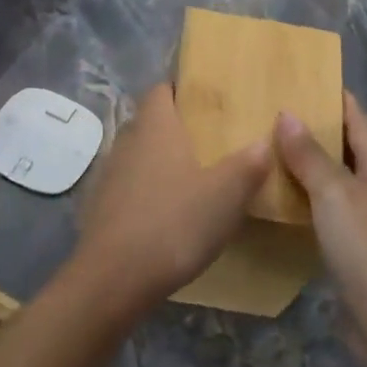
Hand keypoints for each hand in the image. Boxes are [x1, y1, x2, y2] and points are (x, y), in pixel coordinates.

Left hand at [70, 84, 271, 308]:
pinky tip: (170, 214)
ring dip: (163, 162)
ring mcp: (110, 175)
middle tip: (213, 141)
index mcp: (155, 127)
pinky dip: (150, 192)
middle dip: (178, 128)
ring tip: (197, 178)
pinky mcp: (102, 207)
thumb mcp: (226, 195)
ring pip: (140, 156)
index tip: (208, 99)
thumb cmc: (174, 223)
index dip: (182, 89)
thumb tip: (264, 141)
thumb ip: (248, 164)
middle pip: (151, 122)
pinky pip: (130, 187)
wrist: (115, 277)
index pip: (161, 89)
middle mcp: (127, 142)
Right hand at [275, 92, 366, 338]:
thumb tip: (286, 113)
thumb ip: (310, 155)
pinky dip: (302, 199)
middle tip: (263, 113)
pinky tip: (273, 197)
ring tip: (260, 149)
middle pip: (343, 147)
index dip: (330, 96)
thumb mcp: (335, 194)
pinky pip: (324, 210)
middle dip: (309, 130)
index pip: (356, 117)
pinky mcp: (354, 247)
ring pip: (331, 180)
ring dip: (302, 166)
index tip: (295, 78)